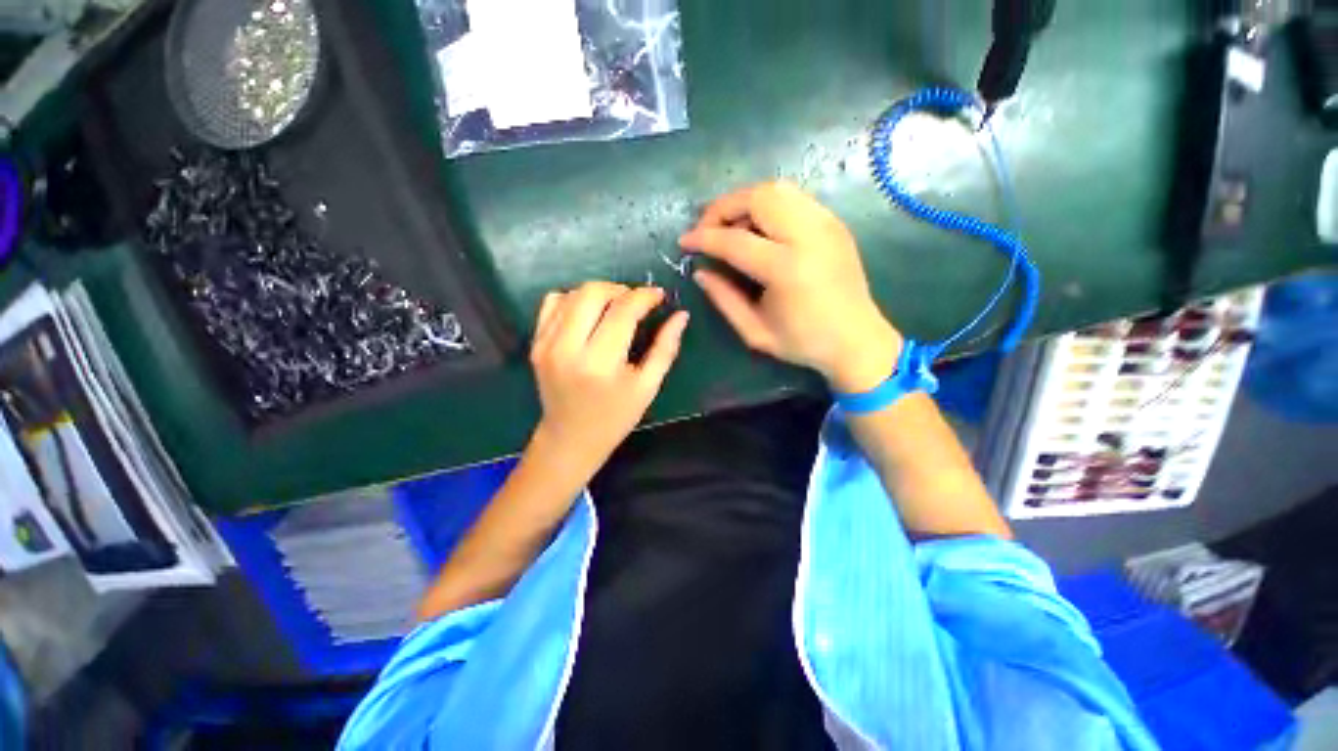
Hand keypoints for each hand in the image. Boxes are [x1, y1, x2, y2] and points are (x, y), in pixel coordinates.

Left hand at [527, 282, 688, 485]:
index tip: (659, 296)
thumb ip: (666, 348)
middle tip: (636, 302)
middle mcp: (568, 348)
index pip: (623, 310)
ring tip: (615, 307)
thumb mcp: (648, 386)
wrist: (570, 439)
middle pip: (593, 292)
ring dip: (599, 292)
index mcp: (601, 363)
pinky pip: (552, 303)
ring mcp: (546, 344)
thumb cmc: (615, 417)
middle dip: (620, 289)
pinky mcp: (535, 344)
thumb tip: (681, 315)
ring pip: (572, 294)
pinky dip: (574, 299)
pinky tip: (588, 315)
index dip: (645, 296)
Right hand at [680, 181, 901, 393]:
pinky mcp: (833, 222)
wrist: (857, 339)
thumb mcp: (754, 331)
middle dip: (722, 208)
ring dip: (744, 202)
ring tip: (729, 226)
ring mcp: (826, 223)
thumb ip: (723, 298)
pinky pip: (793, 197)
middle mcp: (809, 236)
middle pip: (758, 197)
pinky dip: (767, 204)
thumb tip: (700, 270)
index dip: (703, 238)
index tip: (684, 242)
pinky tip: (757, 227)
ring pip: (776, 189)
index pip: (735, 240)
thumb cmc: (803, 342)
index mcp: (787, 269)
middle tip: (706, 230)